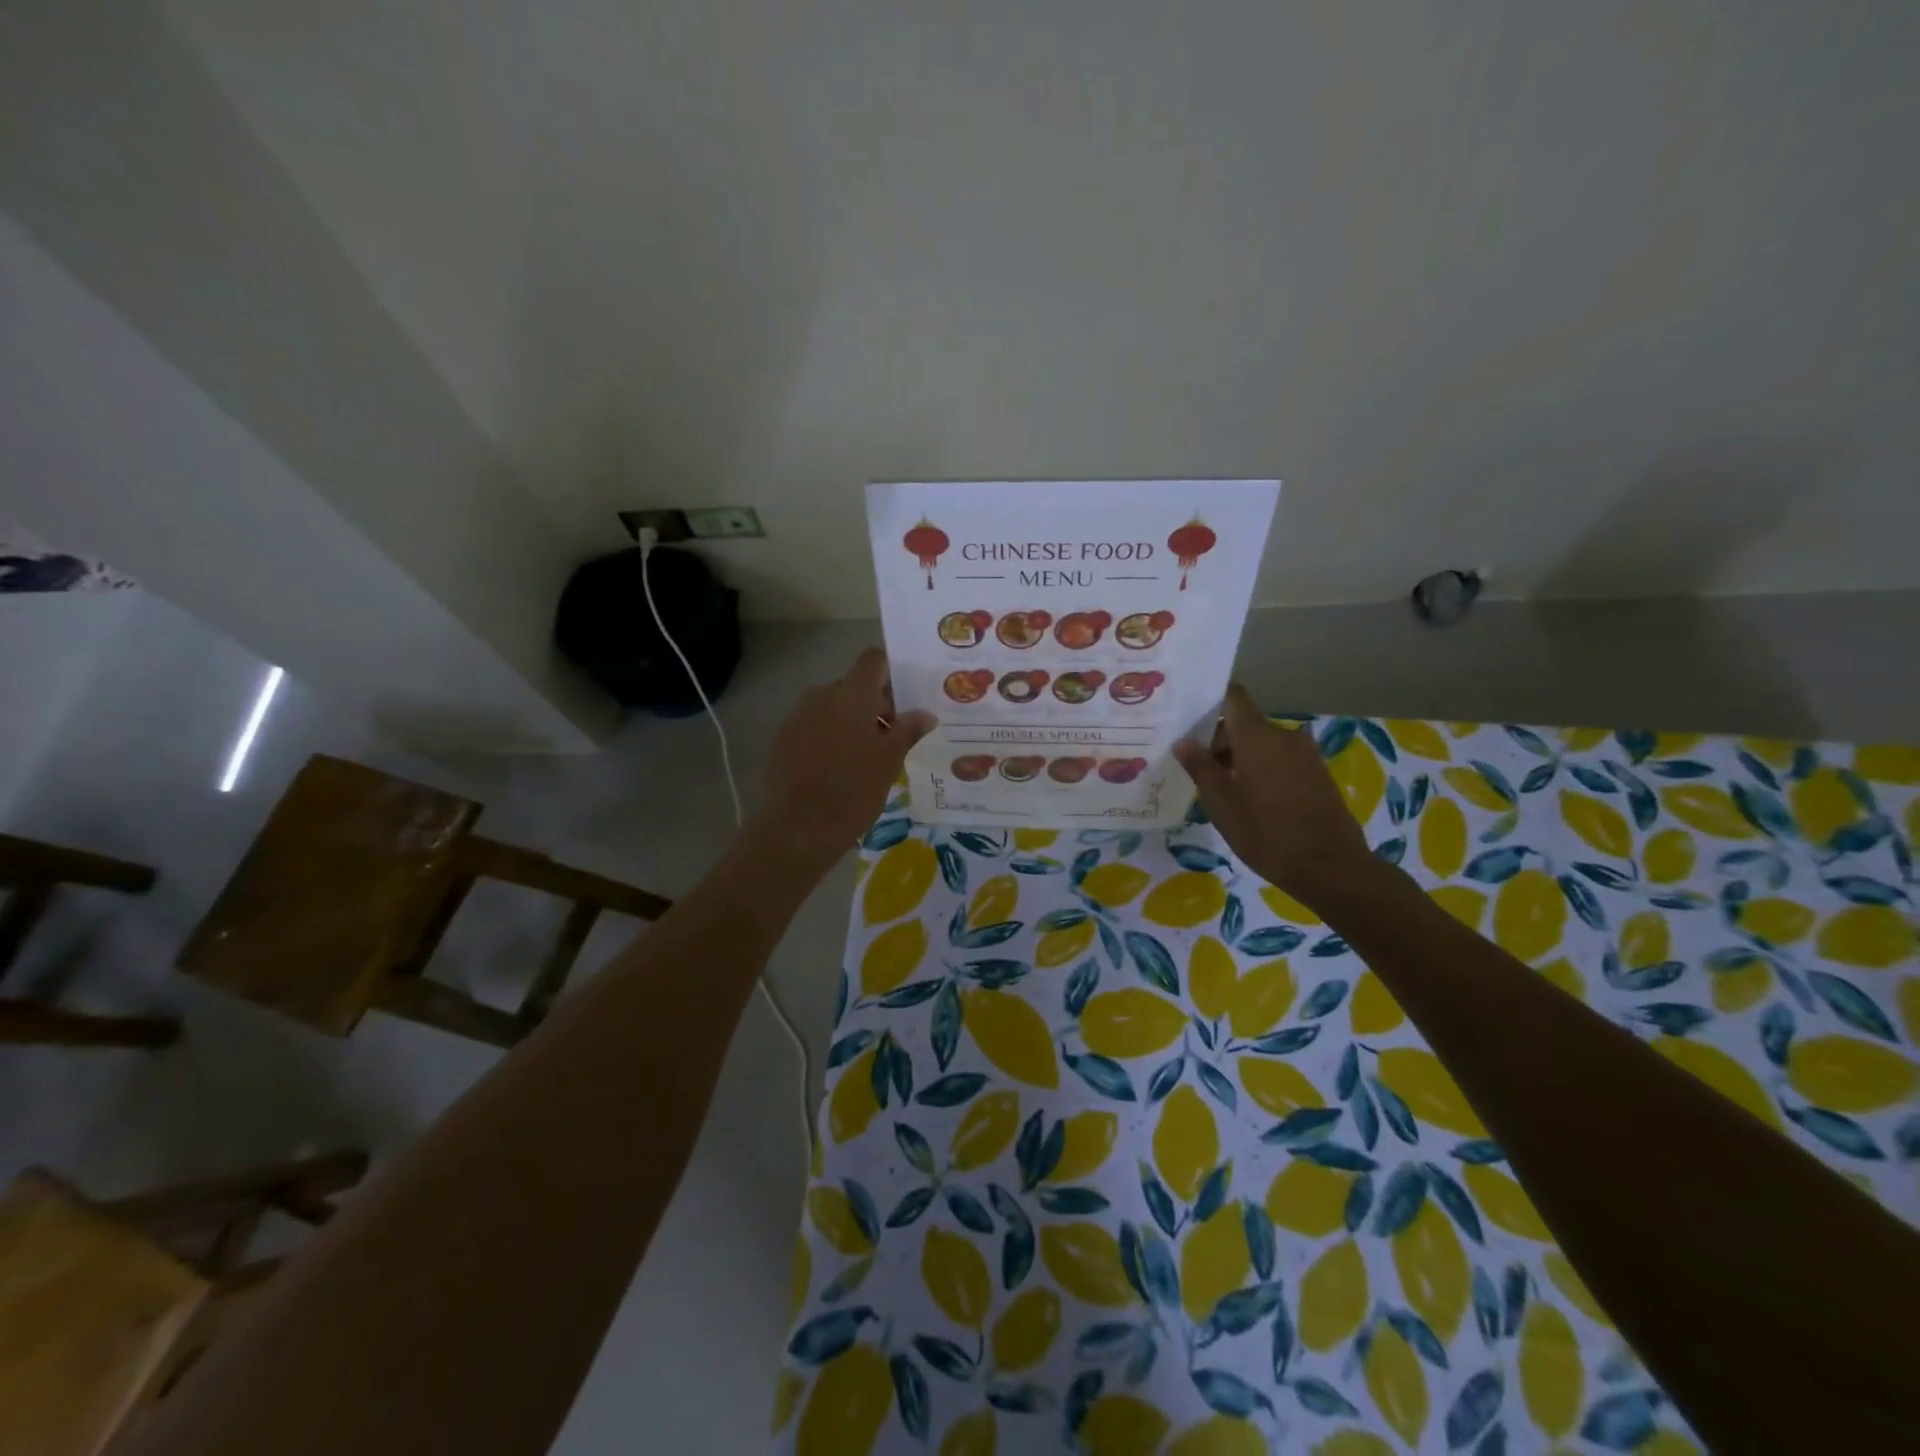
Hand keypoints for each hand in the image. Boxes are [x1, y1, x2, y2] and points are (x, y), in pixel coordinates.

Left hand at [758, 648, 934, 865]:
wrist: (799, 826)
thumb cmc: (854, 788)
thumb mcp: (890, 760)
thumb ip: (908, 730)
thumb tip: (925, 714)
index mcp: (851, 694)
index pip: (873, 660)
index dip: (892, 673)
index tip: (907, 698)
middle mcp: (821, 695)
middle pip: (854, 686)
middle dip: (876, 704)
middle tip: (894, 736)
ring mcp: (798, 716)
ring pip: (833, 707)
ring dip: (852, 721)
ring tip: (868, 756)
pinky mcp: (783, 739)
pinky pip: (814, 726)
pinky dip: (831, 737)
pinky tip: (840, 768)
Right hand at [1174, 684, 1378, 907]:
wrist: (1331, 868)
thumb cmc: (1266, 833)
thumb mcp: (1221, 803)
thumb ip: (1200, 767)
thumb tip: (1182, 741)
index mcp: (1257, 736)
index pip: (1232, 697)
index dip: (1210, 703)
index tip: (1189, 722)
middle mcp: (1284, 735)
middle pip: (1245, 724)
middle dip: (1219, 742)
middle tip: (1196, 770)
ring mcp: (1305, 754)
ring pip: (1263, 744)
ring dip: (1240, 759)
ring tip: (1221, 790)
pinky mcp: (1318, 774)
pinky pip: (1281, 760)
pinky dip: (1261, 770)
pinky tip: (1250, 800)